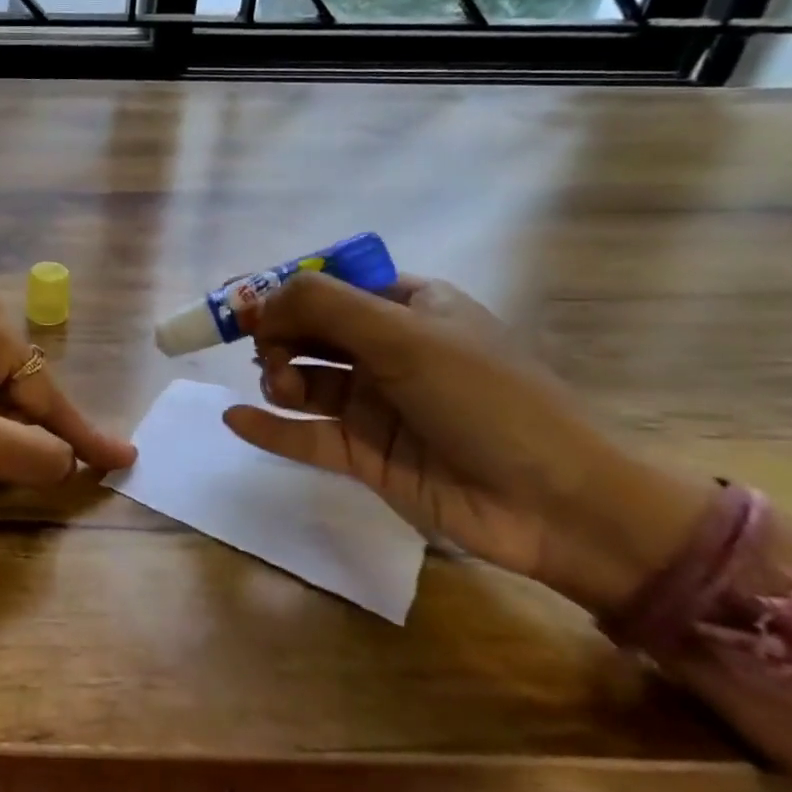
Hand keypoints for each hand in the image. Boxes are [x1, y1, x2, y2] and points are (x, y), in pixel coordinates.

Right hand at [222, 272, 714, 614]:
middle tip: (266, 351)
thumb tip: (259, 299)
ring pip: (304, 381)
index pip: (333, 286)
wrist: (557, 505)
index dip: (287, 293)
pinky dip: (269, 427)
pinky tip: (235, 418)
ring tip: (282, 391)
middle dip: (279, 336)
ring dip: (279, 378)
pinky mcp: (366, 454)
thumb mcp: (407, 336)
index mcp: (410, 307)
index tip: (249, 306)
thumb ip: (326, 307)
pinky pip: (305, 435)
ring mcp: (376, 404)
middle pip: (310, 331)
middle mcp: (389, 351)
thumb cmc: (486, 400)